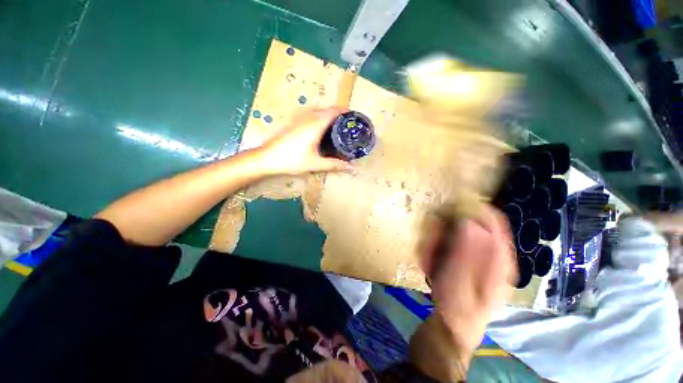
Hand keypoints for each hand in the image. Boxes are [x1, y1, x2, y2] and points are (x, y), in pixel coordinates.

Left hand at [257, 108, 353, 175]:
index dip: (345, 111)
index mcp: (315, 124)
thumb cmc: (292, 160)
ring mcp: (299, 119)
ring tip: (338, 125)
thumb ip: (333, 164)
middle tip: (348, 124)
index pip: (333, 111)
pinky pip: (311, 115)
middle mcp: (308, 118)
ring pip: (318, 111)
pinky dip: (320, 118)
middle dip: (339, 113)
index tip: (354, 116)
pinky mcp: (293, 123)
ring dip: (329, 115)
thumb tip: (350, 167)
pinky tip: (321, 129)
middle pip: (327, 109)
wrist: (266, 158)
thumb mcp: (315, 163)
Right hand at [421, 204, 515, 353]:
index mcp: (498, 261)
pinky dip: (436, 249)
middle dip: (446, 230)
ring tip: (427, 259)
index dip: (476, 209)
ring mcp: (476, 259)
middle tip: (430, 242)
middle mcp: (490, 256)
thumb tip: (469, 222)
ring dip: (438, 241)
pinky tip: (430, 263)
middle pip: (470, 227)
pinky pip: (449, 246)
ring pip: (456, 235)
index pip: (495, 222)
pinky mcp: (464, 262)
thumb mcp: (460, 280)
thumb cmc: (457, 307)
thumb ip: (466, 251)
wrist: (451, 329)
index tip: (452, 205)